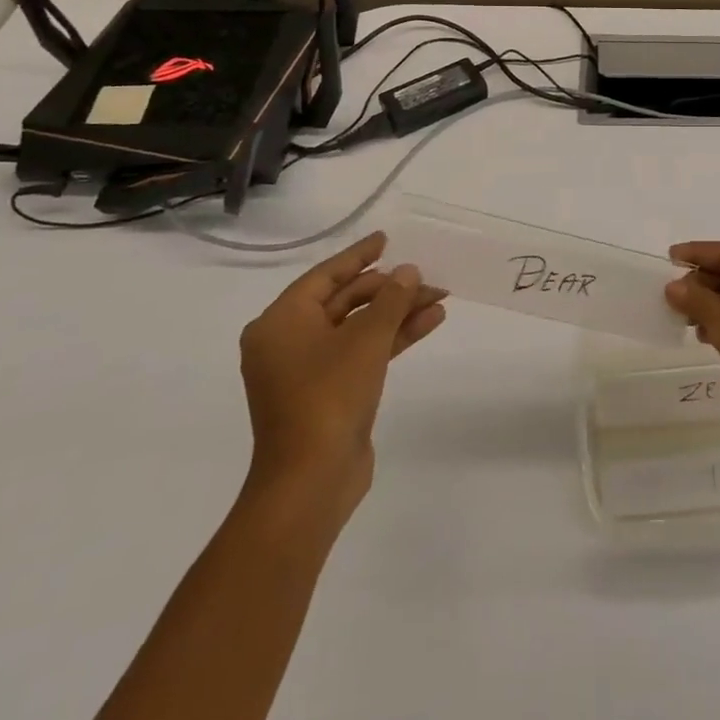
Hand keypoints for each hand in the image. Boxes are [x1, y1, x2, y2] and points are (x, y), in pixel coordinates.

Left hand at [238, 231, 445, 519]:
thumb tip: (407, 271)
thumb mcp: (365, 339)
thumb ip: (391, 299)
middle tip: (427, 276)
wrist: (311, 481)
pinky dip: (393, 337)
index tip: (386, 238)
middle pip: (345, 300)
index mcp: (280, 322)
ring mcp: (309, 369)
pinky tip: (430, 322)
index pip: (325, 275)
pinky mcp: (329, 392)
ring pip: (358, 327)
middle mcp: (288, 341)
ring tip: (440, 297)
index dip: (359, 255)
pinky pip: (363, 351)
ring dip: (398, 312)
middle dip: (389, 288)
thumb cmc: (328, 397)